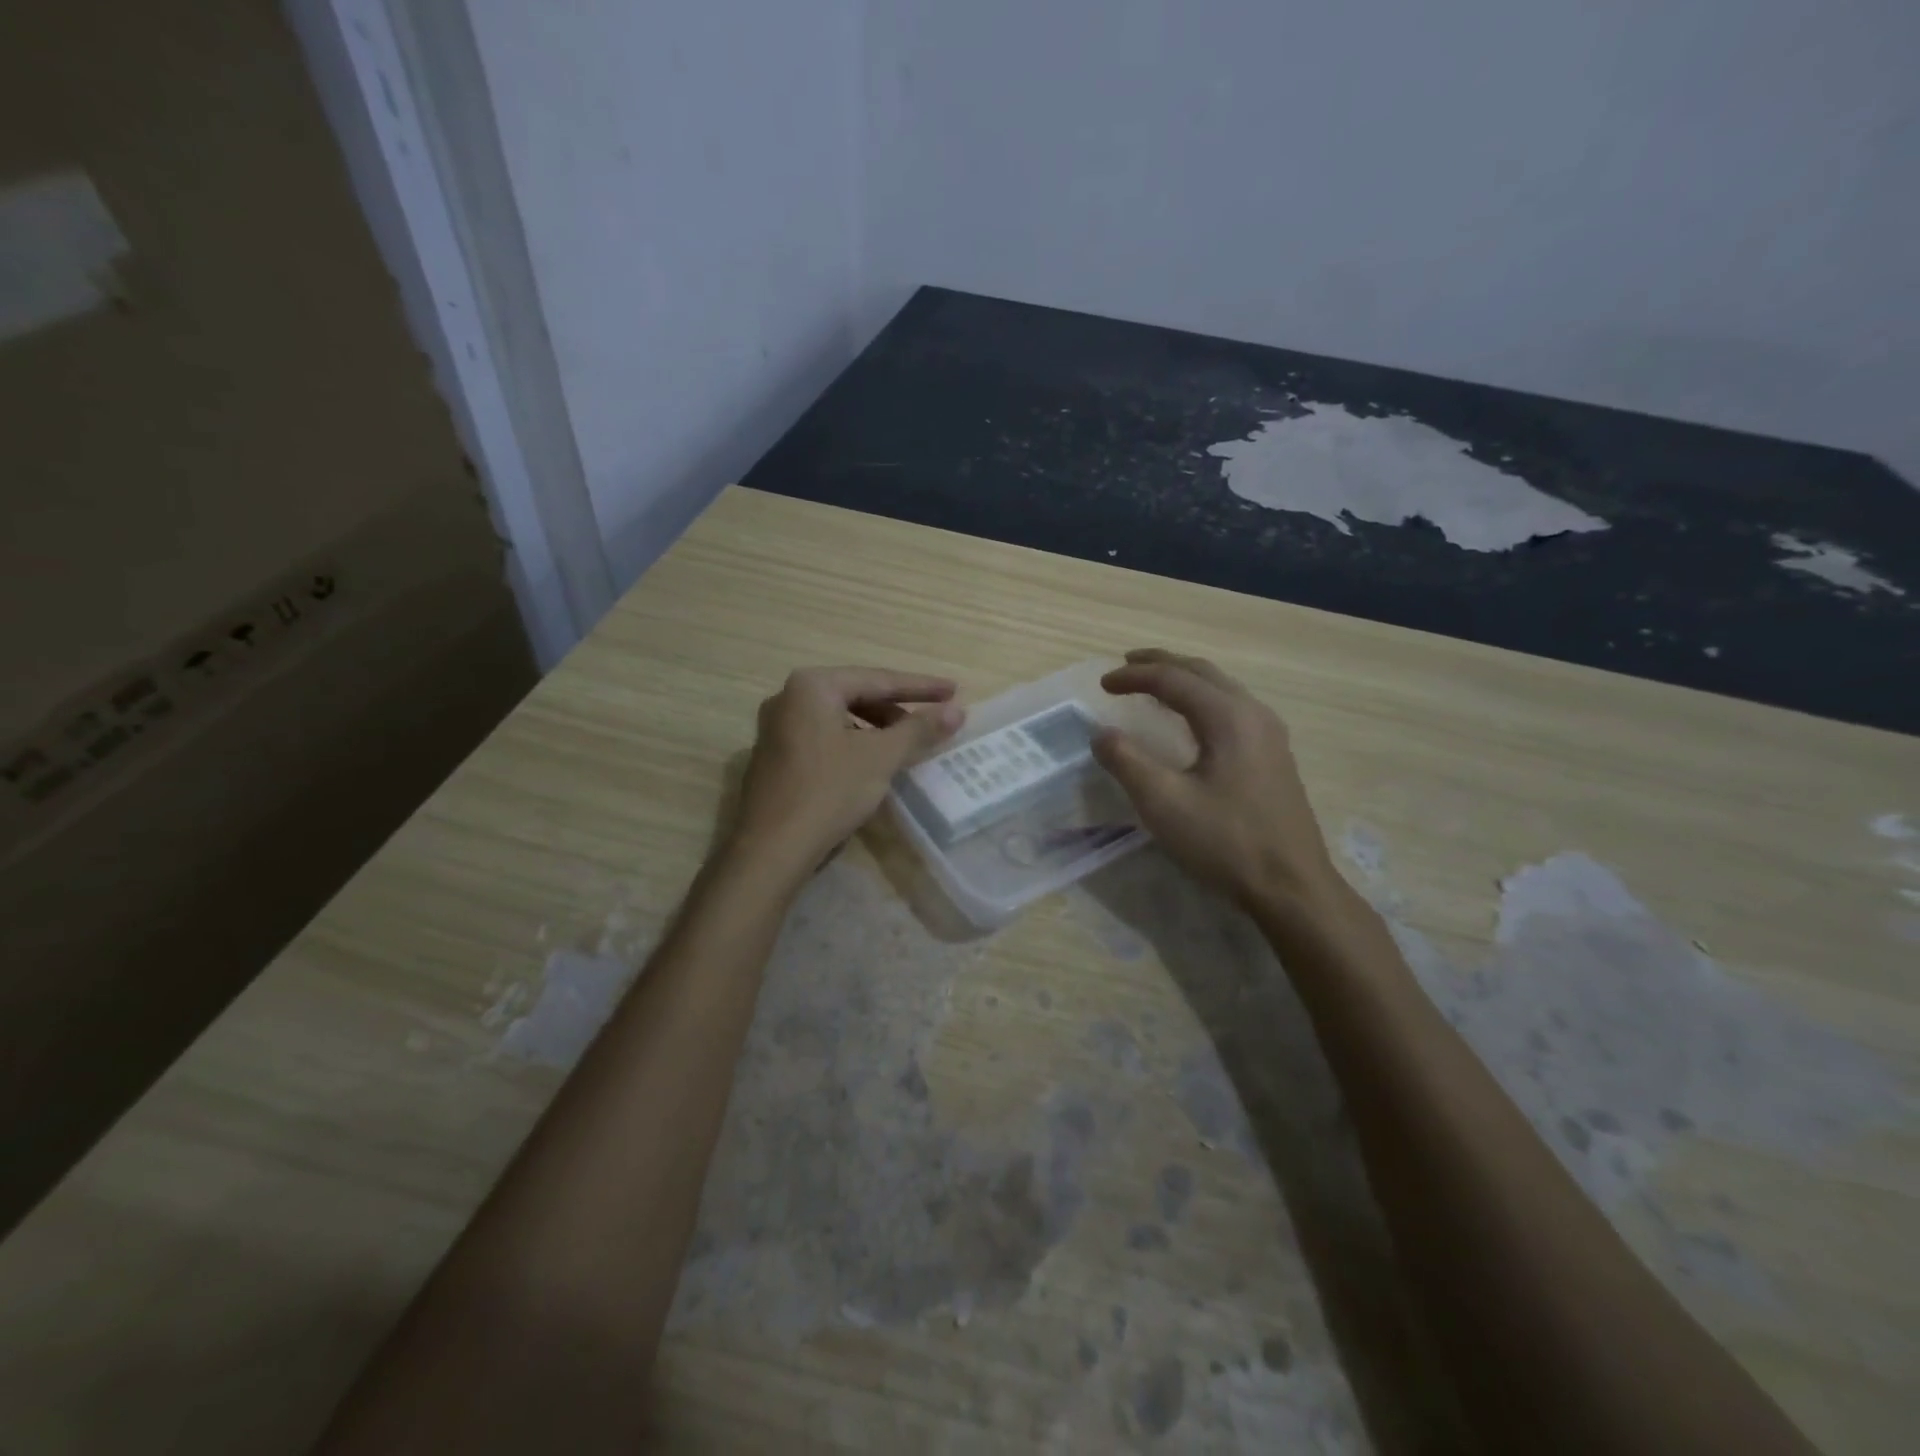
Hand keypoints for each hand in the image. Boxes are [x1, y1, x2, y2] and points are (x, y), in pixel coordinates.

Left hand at [732, 666, 964, 871]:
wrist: (772, 848)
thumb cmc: (829, 791)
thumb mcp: (881, 757)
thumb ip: (919, 729)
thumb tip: (957, 711)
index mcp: (812, 686)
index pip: (878, 679)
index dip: (921, 687)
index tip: (954, 690)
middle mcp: (788, 697)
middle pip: (856, 695)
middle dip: (897, 708)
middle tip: (931, 721)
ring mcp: (777, 728)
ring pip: (840, 718)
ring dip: (876, 728)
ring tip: (905, 745)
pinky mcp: (775, 757)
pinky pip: (824, 738)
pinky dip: (854, 744)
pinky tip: (872, 763)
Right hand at [1093, 649, 1345, 912]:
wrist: (1291, 886)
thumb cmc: (1225, 842)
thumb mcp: (1164, 802)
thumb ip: (1127, 761)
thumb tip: (1101, 734)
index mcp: (1228, 717)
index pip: (1173, 679)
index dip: (1134, 677)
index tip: (1102, 685)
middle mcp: (1253, 714)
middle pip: (1202, 672)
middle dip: (1162, 664)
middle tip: (1126, 666)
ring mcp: (1270, 734)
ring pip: (1221, 688)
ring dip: (1184, 680)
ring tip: (1154, 685)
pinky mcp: (1274, 756)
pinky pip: (1232, 708)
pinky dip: (1201, 700)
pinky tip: (1190, 721)